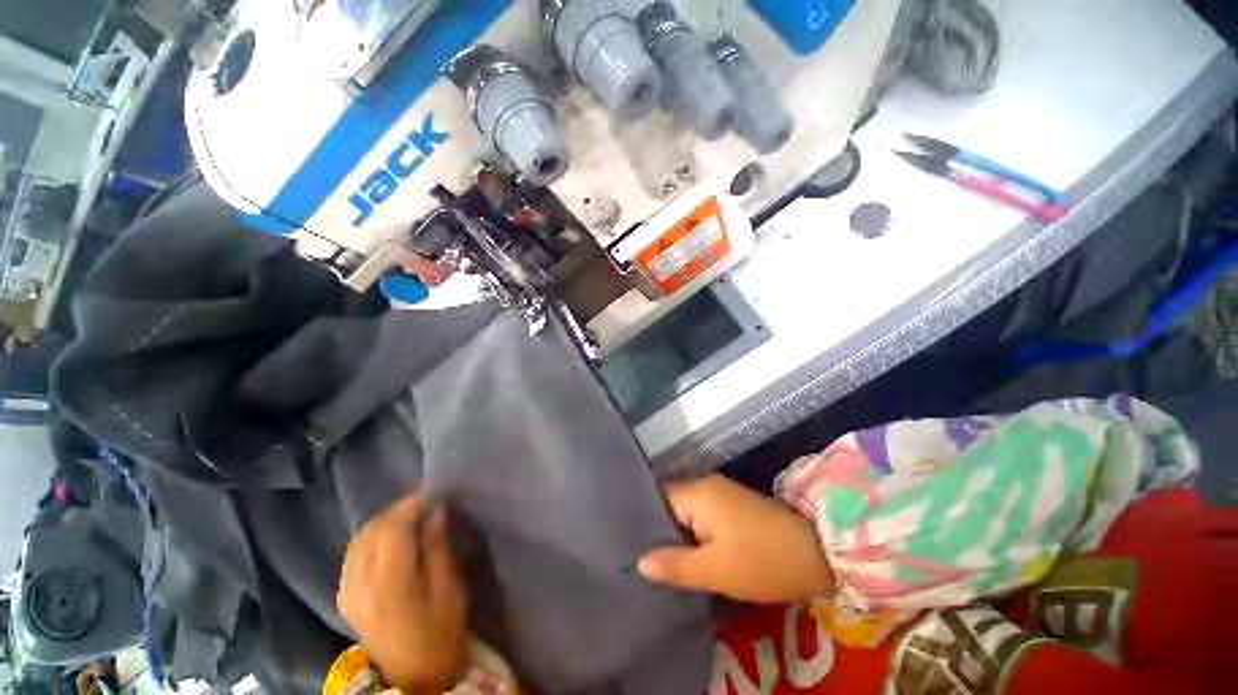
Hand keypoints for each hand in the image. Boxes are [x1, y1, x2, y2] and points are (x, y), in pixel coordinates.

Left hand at [338, 496, 468, 694]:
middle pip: (371, 531)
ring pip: (358, 540)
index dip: (411, 505)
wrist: (412, 676)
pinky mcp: (344, 596)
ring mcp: (346, 592)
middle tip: (424, 500)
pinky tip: (391, 537)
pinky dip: (372, 536)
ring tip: (410, 514)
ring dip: (384, 521)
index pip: (392, 530)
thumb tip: (436, 512)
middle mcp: (359, 585)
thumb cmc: (440, 634)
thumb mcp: (449, 591)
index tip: (433, 492)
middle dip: (398, 509)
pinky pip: (353, 553)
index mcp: (389, 586)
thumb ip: (438, 549)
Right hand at [638, 475, 835, 603]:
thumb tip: (640, 562)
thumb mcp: (714, 571)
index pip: (658, 499)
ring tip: (665, 560)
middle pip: (673, 504)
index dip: (645, 521)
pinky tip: (693, 553)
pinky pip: (705, 514)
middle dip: (662, 530)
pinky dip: (697, 532)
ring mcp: (723, 492)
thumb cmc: (761, 561)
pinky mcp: (735, 504)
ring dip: (681, 534)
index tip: (632, 545)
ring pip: (689, 511)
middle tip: (647, 559)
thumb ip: (675, 565)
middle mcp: (706, 485)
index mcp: (698, 493)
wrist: (818, 553)